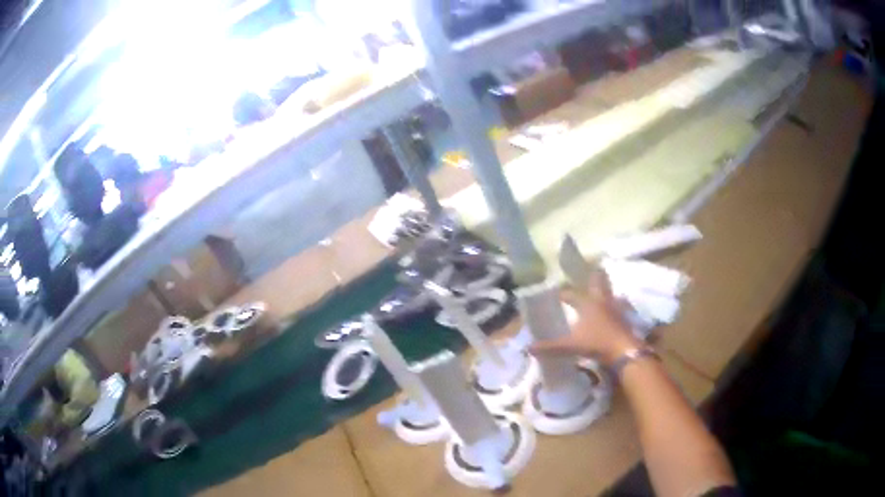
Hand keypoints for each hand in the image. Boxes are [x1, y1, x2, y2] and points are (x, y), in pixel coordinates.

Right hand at [530, 270, 641, 364]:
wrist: (624, 351)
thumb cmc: (596, 343)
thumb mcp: (570, 346)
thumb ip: (550, 347)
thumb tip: (528, 348)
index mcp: (587, 304)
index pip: (571, 294)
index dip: (563, 293)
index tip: (557, 292)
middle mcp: (602, 301)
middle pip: (599, 283)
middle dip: (595, 275)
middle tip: (594, 266)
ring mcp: (615, 309)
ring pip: (610, 293)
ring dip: (606, 289)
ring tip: (603, 287)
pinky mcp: (625, 318)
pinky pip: (620, 307)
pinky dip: (618, 305)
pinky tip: (618, 308)